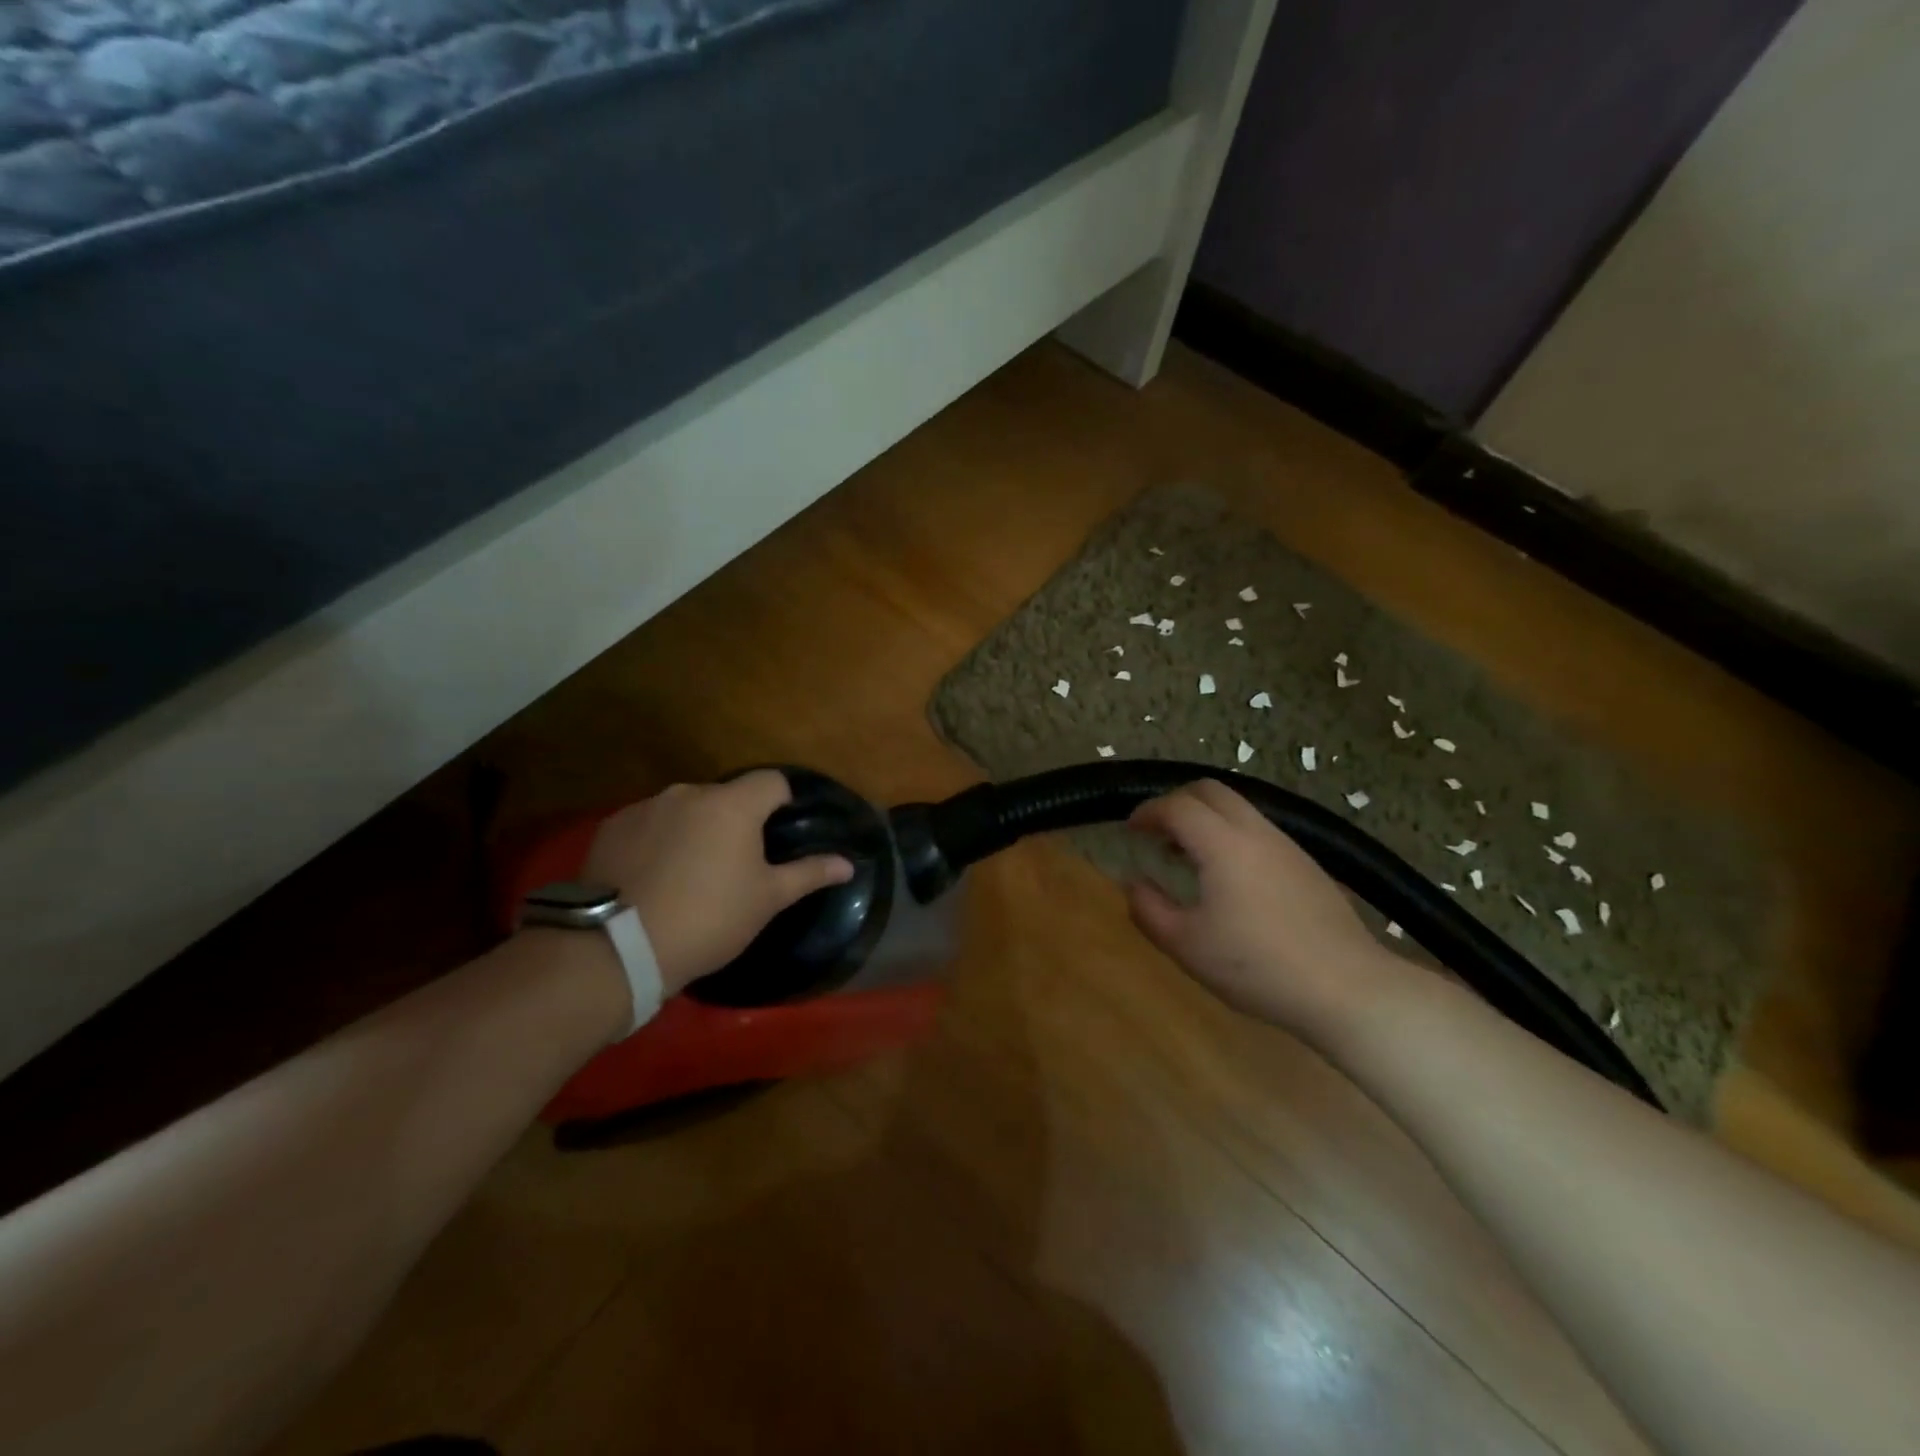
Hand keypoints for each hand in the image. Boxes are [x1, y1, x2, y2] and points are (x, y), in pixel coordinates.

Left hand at [581, 771, 853, 995]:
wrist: (619, 948)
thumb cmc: (709, 919)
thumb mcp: (767, 900)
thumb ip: (809, 873)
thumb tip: (848, 864)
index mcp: (732, 805)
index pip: (772, 781)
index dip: (782, 802)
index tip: (779, 833)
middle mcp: (688, 793)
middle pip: (725, 796)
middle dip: (734, 819)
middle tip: (734, 863)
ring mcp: (646, 807)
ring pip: (685, 808)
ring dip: (694, 828)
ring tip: (689, 873)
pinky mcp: (611, 826)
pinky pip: (648, 823)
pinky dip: (657, 840)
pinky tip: (652, 876)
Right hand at [1125, 779, 1417, 1042]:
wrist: (1347, 988)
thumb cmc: (1258, 966)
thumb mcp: (1187, 946)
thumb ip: (1149, 910)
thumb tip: (1134, 883)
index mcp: (1223, 844)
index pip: (1177, 806)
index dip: (1148, 812)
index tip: (1130, 830)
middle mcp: (1256, 832)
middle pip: (1211, 791)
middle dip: (1177, 802)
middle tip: (1157, 832)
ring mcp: (1288, 846)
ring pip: (1239, 808)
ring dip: (1206, 819)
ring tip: (1188, 856)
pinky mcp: (1308, 865)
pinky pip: (1259, 831)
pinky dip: (1231, 836)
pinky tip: (1229, 879)